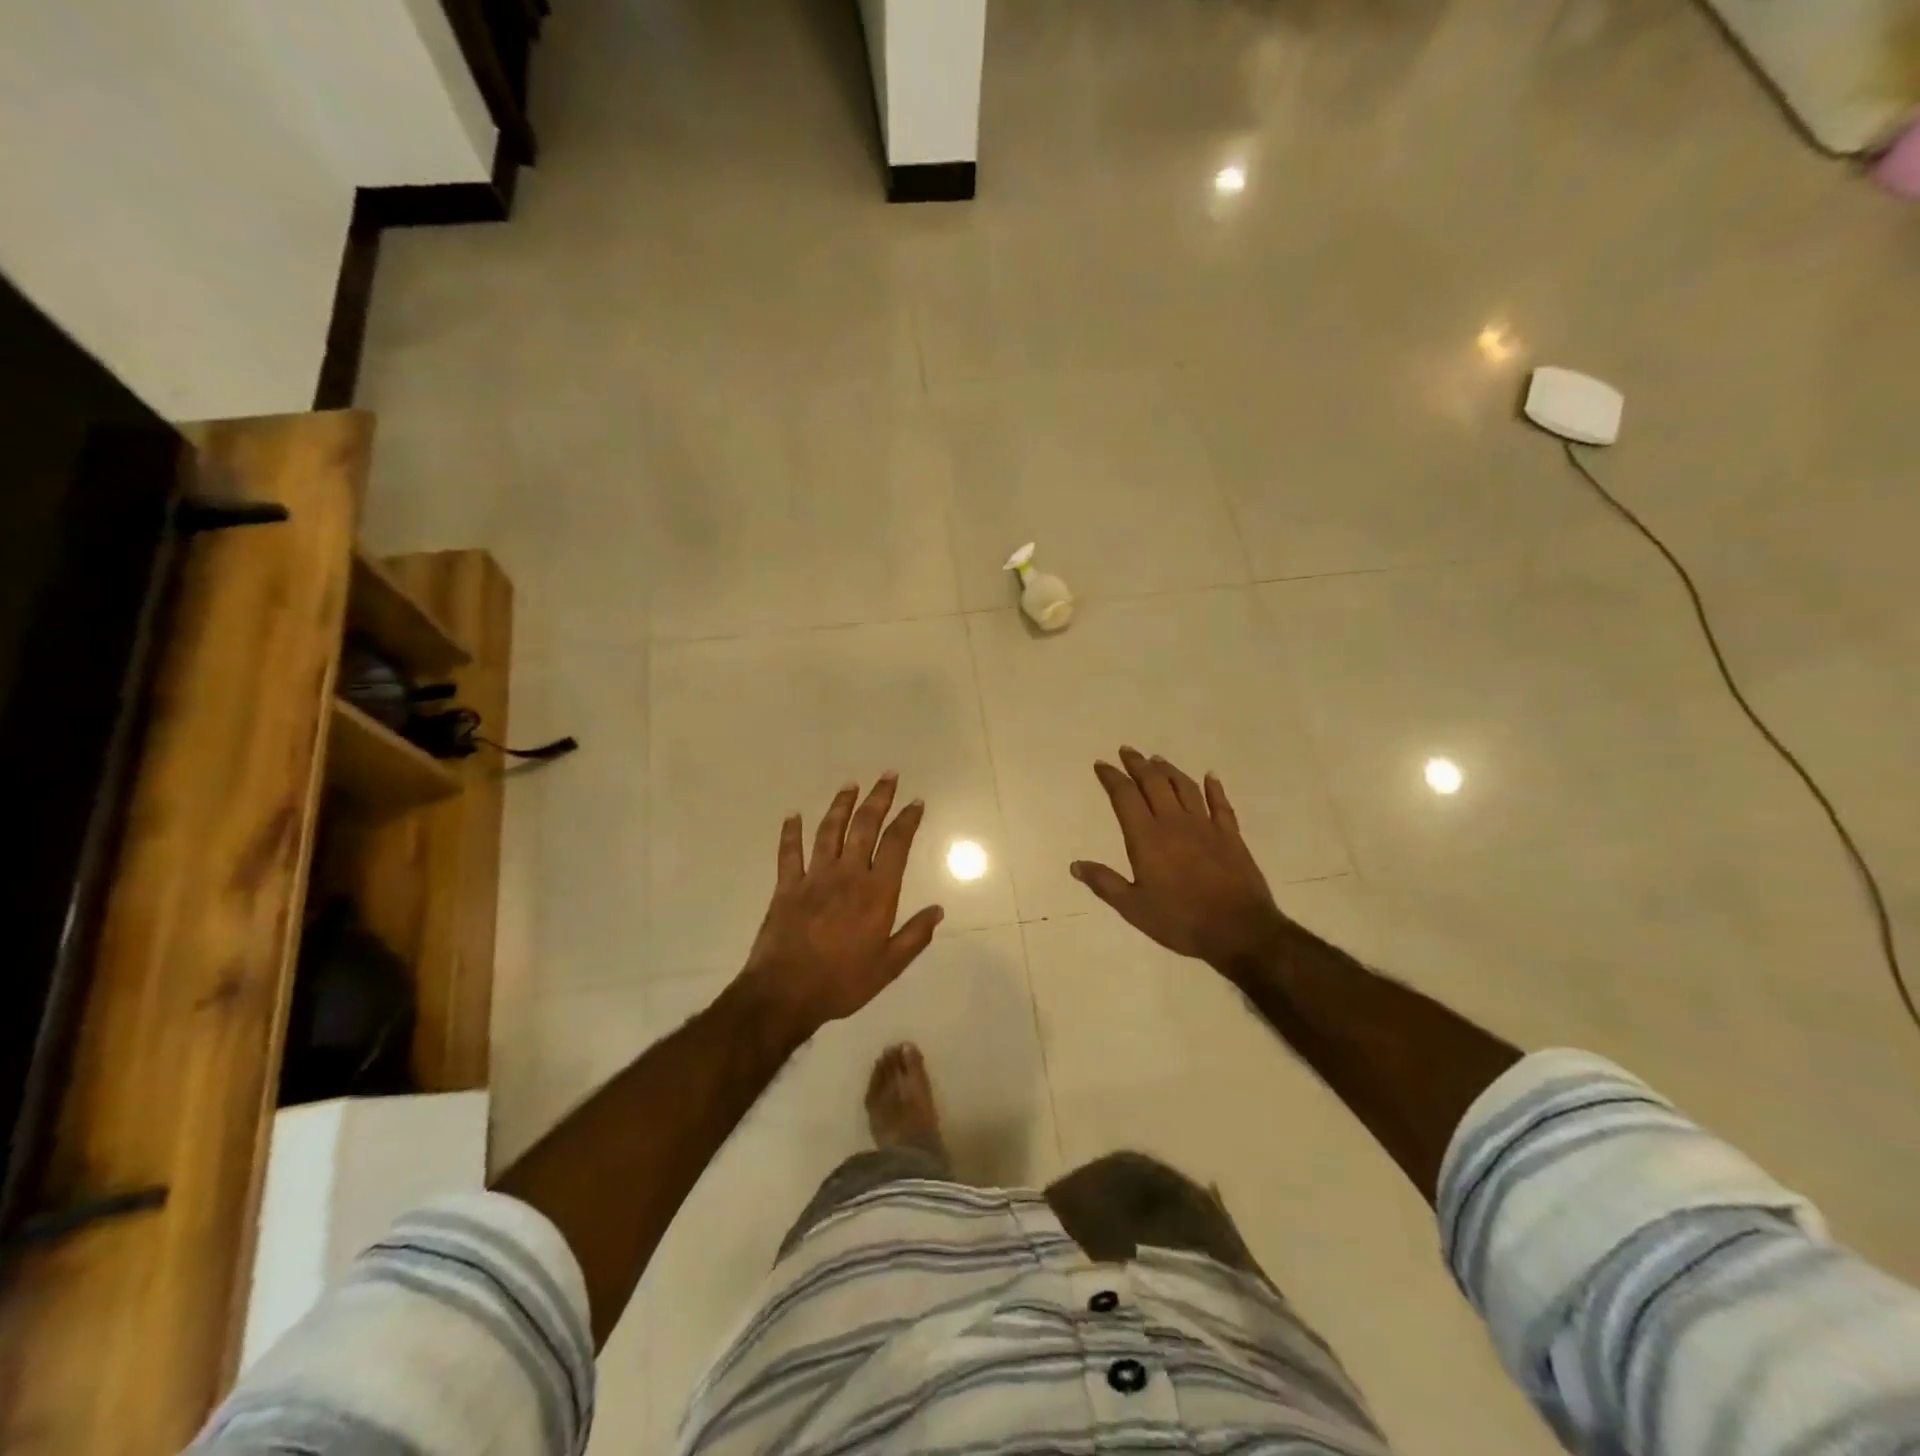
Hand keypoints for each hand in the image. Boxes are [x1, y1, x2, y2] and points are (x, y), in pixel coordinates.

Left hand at [739, 774, 944, 1040]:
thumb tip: (939, 910)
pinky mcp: (786, 886)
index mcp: (876, 892)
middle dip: (879, 798)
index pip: (896, 845)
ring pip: (829, 830)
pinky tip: (793, 815)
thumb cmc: (843, 982)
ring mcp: (814, 877)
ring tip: (850, 784)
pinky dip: (791, 832)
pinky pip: (789, 852)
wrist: (786, 993)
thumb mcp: (889, 966)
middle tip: (888, 776)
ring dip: (841, 805)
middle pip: (865, 826)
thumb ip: (915, 936)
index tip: (916, 802)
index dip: (908, 820)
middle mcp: (847, 875)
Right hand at [1071, 747, 1292, 974]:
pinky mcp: (1230, 835)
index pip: (1125, 797)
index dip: (1111, 778)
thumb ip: (1105, 883)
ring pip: (1185, 787)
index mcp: (1147, 838)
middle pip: (1154, 783)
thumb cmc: (1180, 920)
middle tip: (1127, 751)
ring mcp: (1205, 826)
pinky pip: (1220, 804)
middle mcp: (1174, 822)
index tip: (1101, 765)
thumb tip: (1075, 865)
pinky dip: (1214, 788)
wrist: (1238, 930)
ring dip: (1169, 770)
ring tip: (1157, 759)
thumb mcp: (1133, 908)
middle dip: (1138, 764)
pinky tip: (1210, 777)